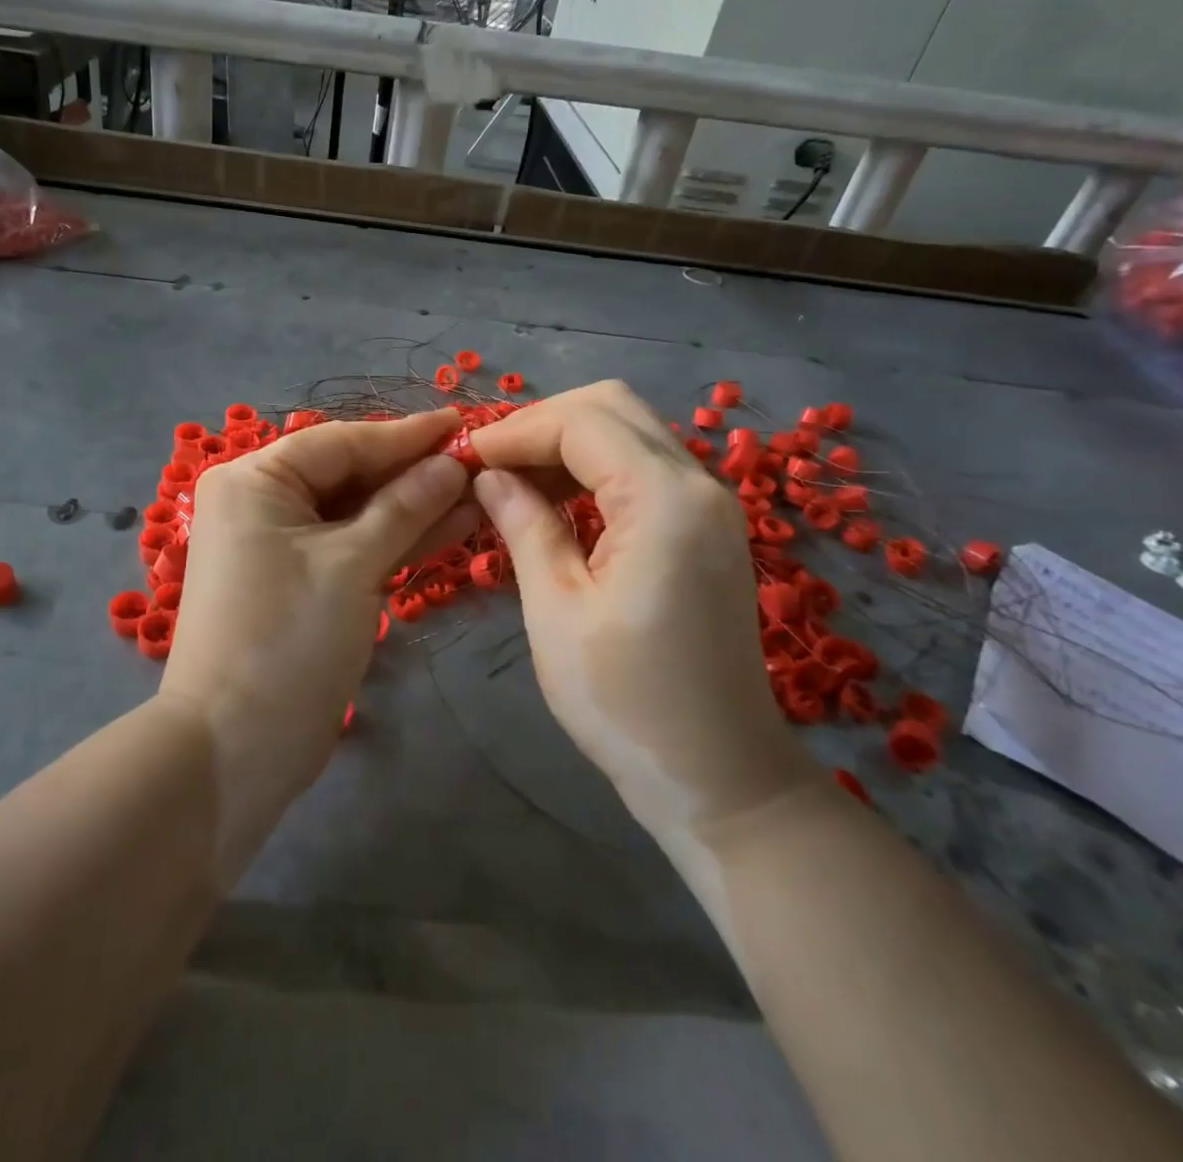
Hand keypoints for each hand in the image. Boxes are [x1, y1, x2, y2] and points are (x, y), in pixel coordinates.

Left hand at [158, 409, 476, 877]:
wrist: (235, 748)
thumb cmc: (288, 640)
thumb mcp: (353, 565)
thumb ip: (405, 506)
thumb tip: (453, 463)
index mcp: (255, 481)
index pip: (341, 442)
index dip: (406, 435)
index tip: (463, 421)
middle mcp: (262, 502)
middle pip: (349, 474)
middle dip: (414, 472)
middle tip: (479, 460)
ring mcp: (281, 545)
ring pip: (357, 513)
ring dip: (414, 506)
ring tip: (479, 492)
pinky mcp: (301, 582)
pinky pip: (353, 546)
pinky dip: (396, 540)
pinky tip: (451, 525)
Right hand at [467, 381, 819, 865]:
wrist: (719, 774)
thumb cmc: (626, 701)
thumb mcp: (556, 609)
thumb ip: (524, 525)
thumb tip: (488, 475)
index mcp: (665, 500)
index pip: (582, 422)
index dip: (515, 431)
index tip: (463, 457)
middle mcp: (699, 484)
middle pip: (613, 408)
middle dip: (541, 423)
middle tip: (486, 462)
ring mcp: (710, 504)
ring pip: (630, 431)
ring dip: (567, 441)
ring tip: (510, 477)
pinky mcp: (706, 527)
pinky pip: (644, 467)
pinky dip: (594, 467)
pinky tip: (555, 498)